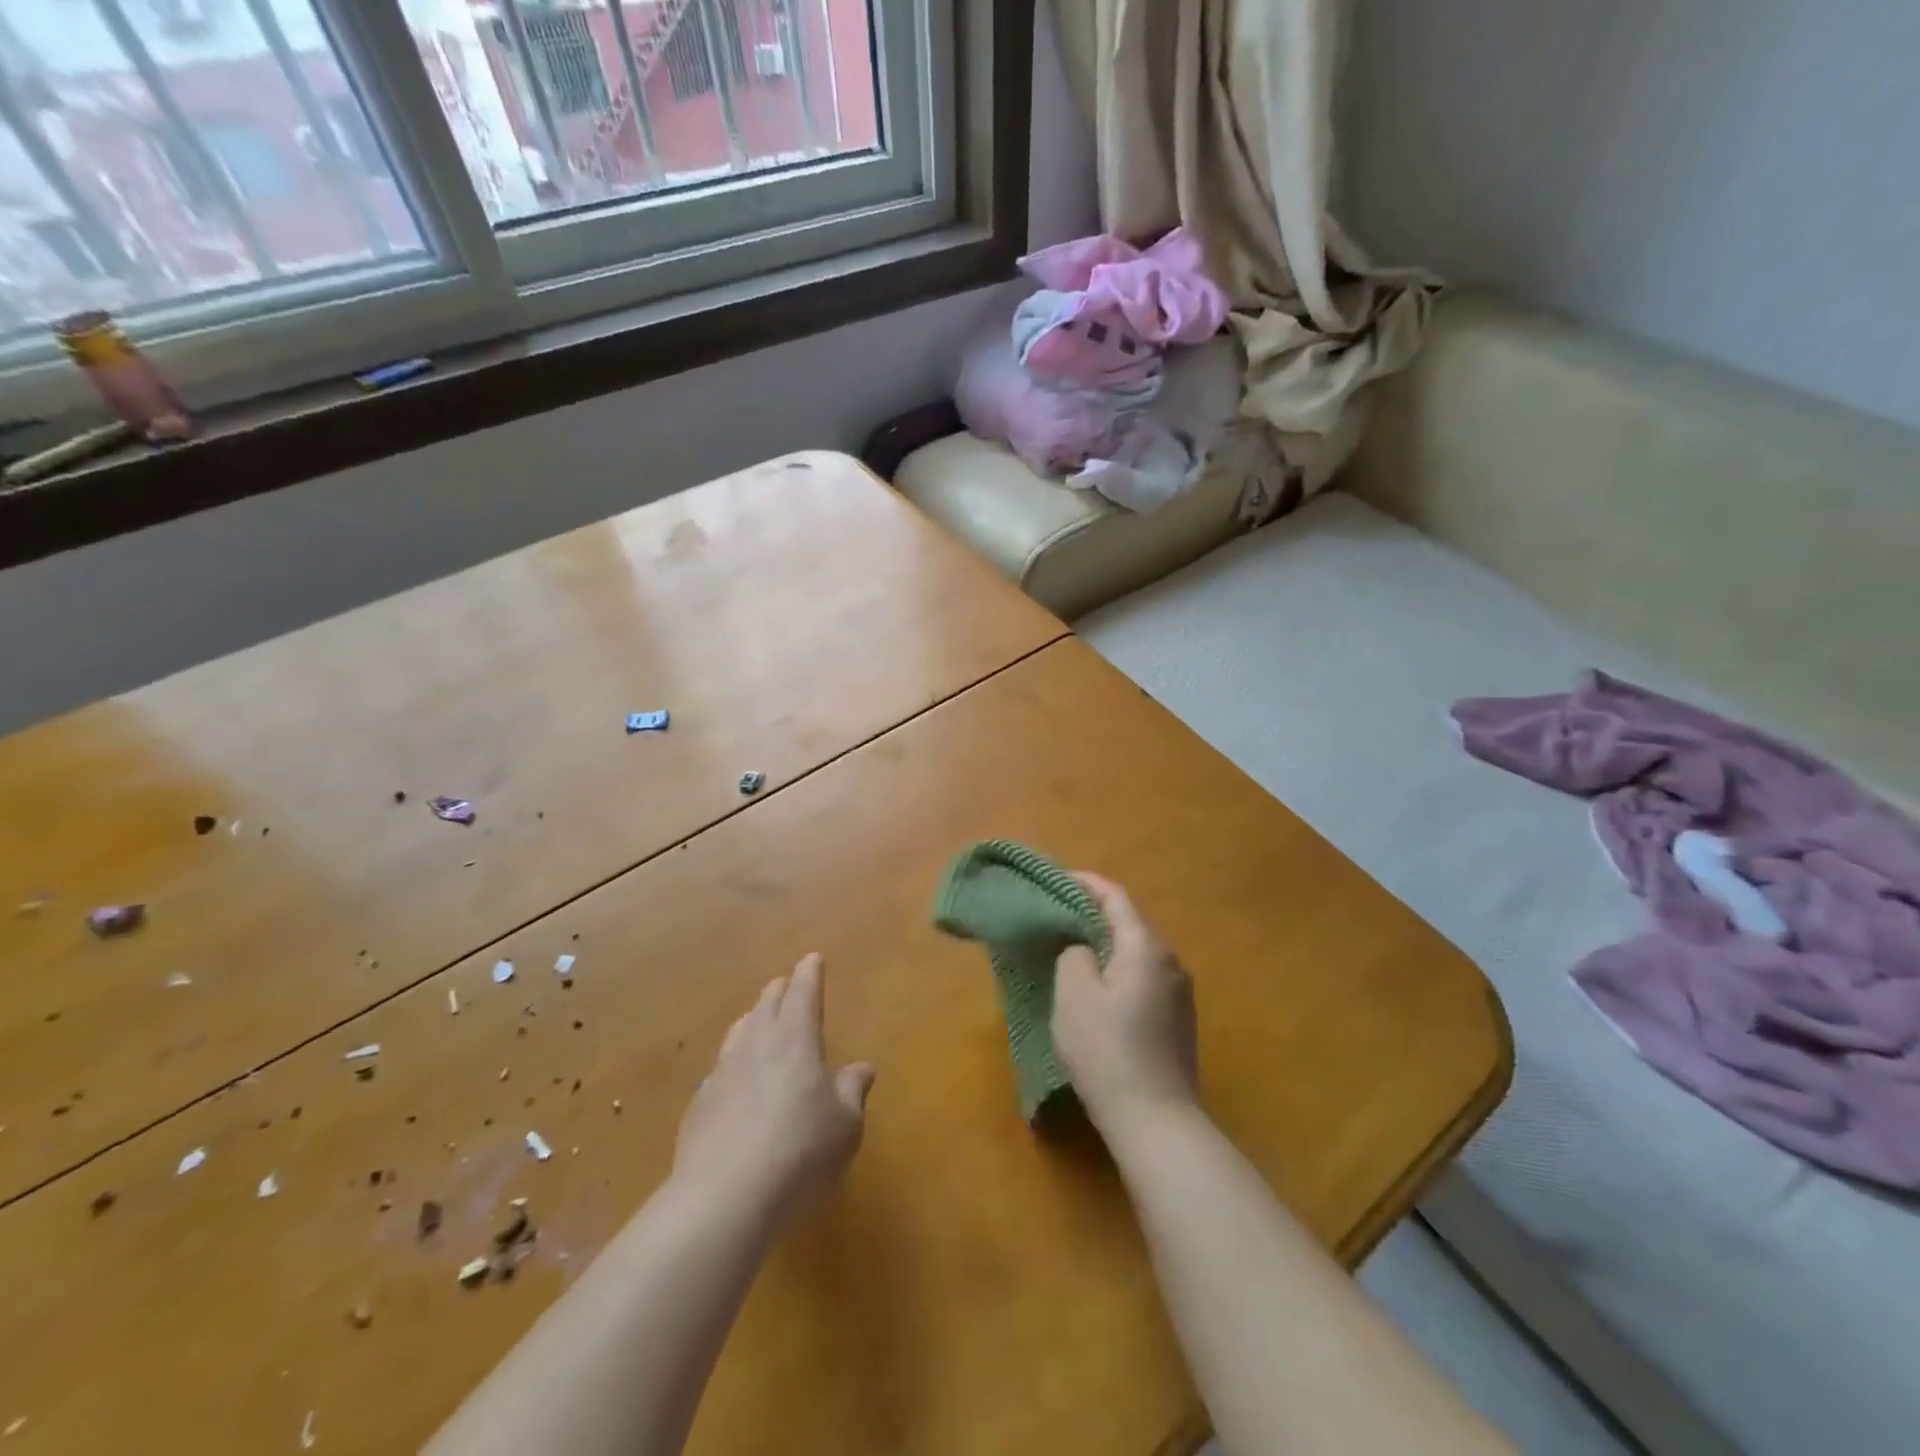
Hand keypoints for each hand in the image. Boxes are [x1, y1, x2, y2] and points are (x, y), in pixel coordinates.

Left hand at [672, 953, 874, 1226]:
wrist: (724, 1197)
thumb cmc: (801, 1151)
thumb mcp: (845, 1124)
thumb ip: (853, 1091)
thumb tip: (861, 1068)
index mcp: (795, 1039)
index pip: (803, 993)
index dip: (810, 974)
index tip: (812, 959)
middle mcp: (756, 1044)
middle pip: (766, 1005)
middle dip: (779, 992)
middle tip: (787, 986)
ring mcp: (722, 1072)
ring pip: (739, 1031)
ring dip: (753, 1020)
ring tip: (759, 1022)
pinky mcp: (699, 1104)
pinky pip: (720, 1068)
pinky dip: (734, 1061)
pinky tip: (735, 1079)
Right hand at [1052, 873, 1198, 1134]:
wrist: (1156, 1121)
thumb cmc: (1108, 1050)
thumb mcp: (1074, 995)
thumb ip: (1074, 956)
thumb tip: (1083, 951)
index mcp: (1145, 947)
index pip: (1115, 897)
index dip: (1085, 883)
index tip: (1056, 879)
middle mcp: (1170, 962)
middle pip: (1128, 924)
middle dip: (1092, 915)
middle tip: (1057, 917)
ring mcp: (1179, 994)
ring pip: (1136, 954)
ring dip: (1105, 947)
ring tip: (1071, 952)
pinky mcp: (1179, 1022)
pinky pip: (1143, 980)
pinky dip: (1118, 973)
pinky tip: (1097, 992)